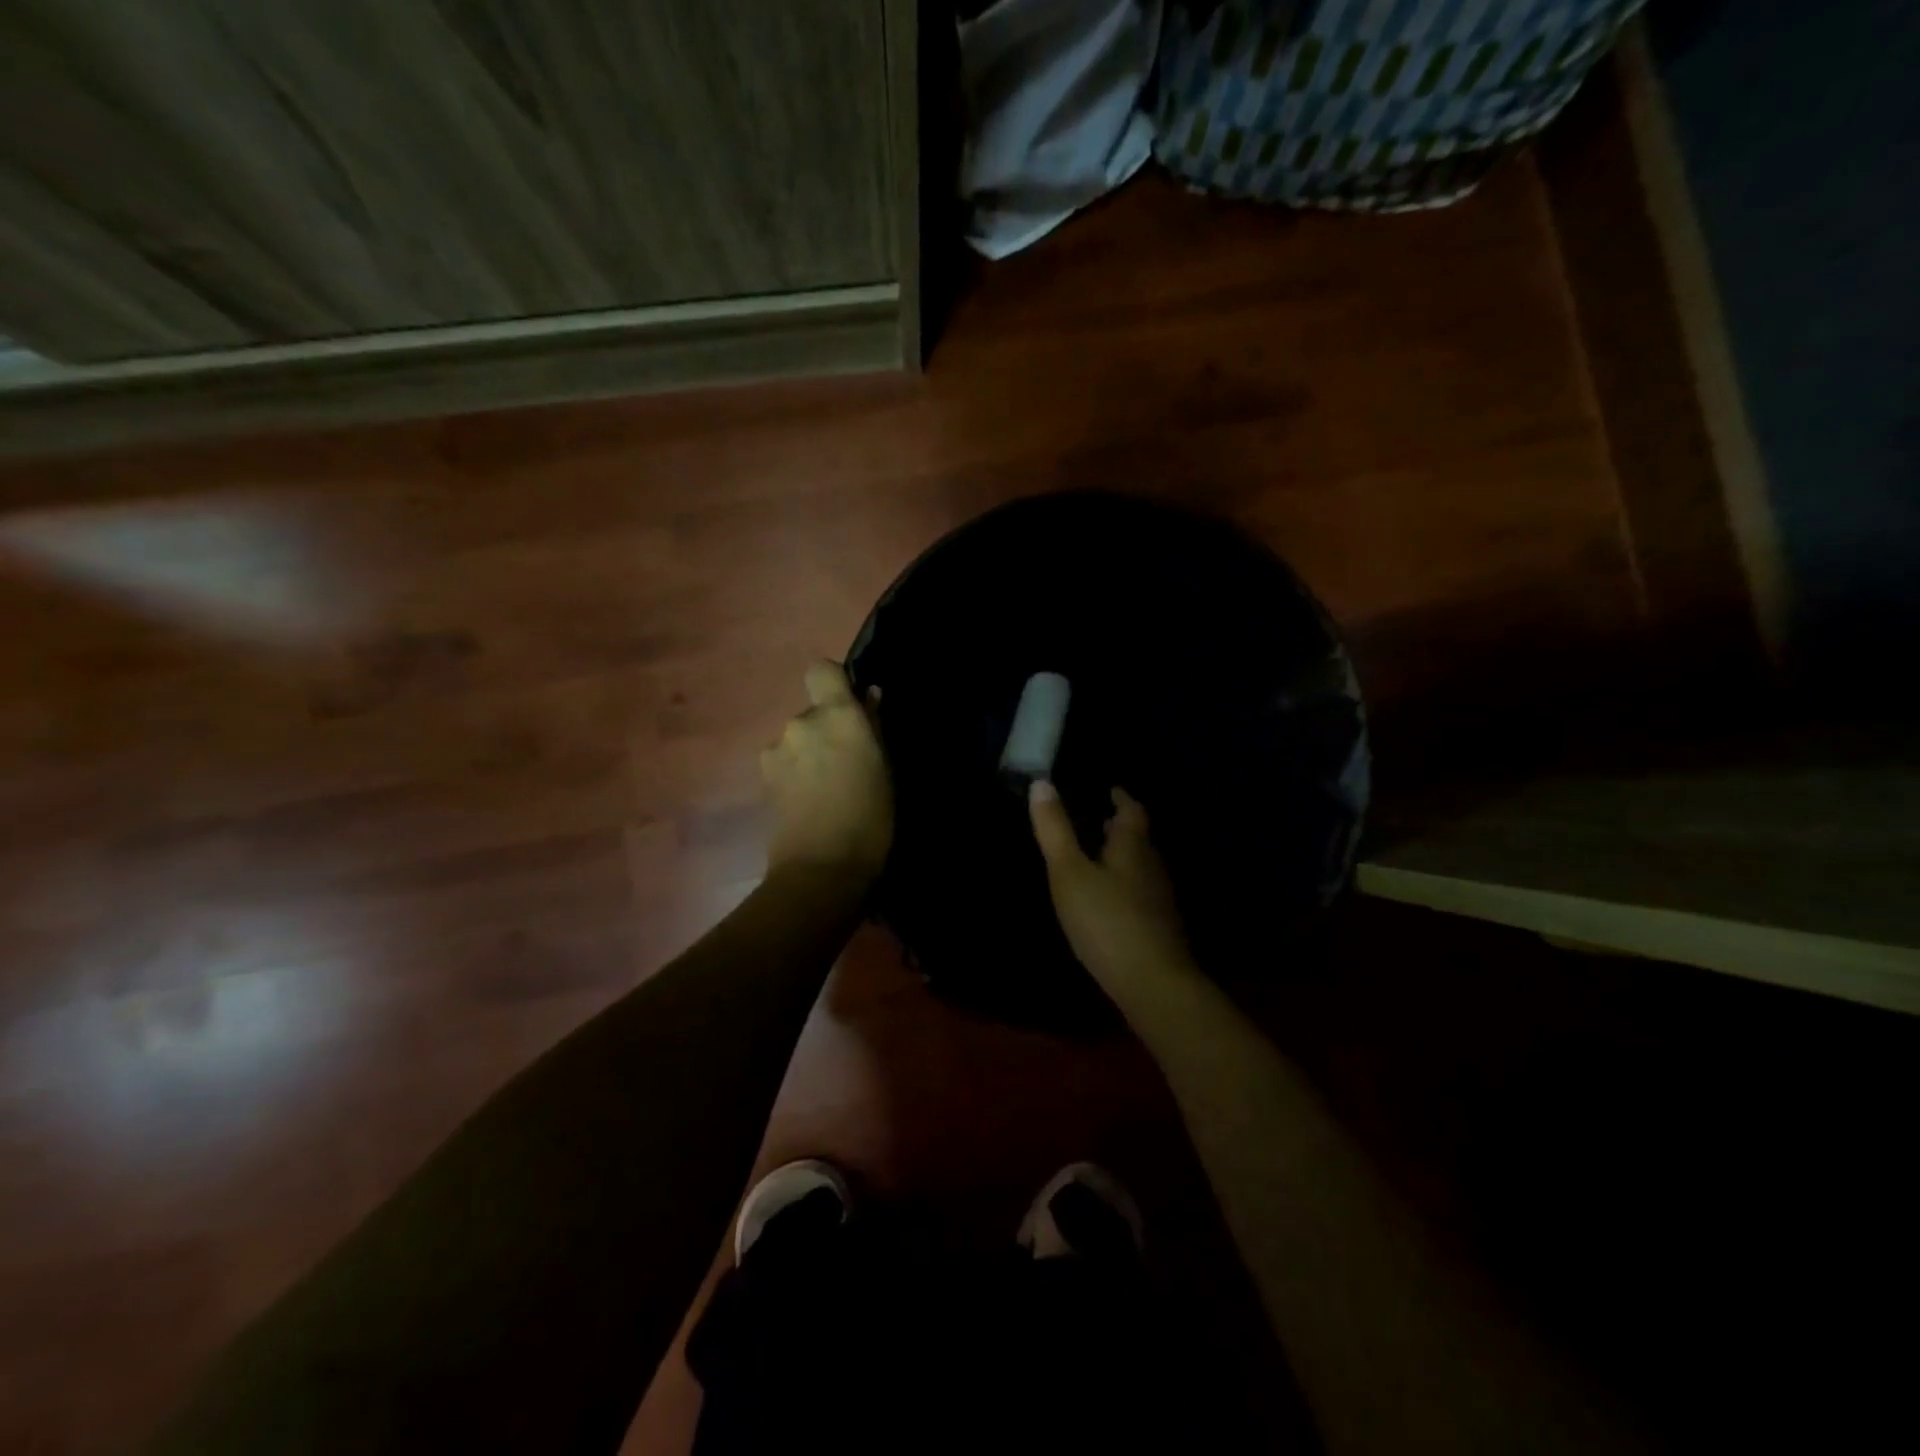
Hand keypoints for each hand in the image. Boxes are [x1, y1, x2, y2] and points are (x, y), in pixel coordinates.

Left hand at [761, 661, 891, 881]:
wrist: (822, 866)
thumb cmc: (870, 815)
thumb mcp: (884, 767)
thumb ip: (873, 726)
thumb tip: (868, 697)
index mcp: (836, 714)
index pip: (821, 670)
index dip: (833, 682)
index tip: (849, 705)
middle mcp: (800, 722)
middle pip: (811, 711)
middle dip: (825, 729)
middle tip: (845, 762)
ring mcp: (776, 750)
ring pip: (796, 739)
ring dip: (808, 752)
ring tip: (826, 787)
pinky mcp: (763, 778)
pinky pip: (784, 761)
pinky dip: (794, 773)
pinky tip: (808, 800)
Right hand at [1029, 782, 1197, 993]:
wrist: (1153, 984)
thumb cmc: (1107, 920)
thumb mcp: (1069, 873)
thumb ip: (1056, 831)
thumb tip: (1041, 782)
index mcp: (1133, 847)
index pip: (1132, 811)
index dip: (1121, 798)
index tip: (1110, 789)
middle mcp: (1152, 867)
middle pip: (1139, 840)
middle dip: (1120, 829)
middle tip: (1098, 820)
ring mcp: (1159, 900)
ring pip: (1141, 868)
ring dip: (1122, 858)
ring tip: (1098, 857)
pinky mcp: (1159, 928)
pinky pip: (1140, 894)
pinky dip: (1125, 886)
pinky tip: (1109, 901)